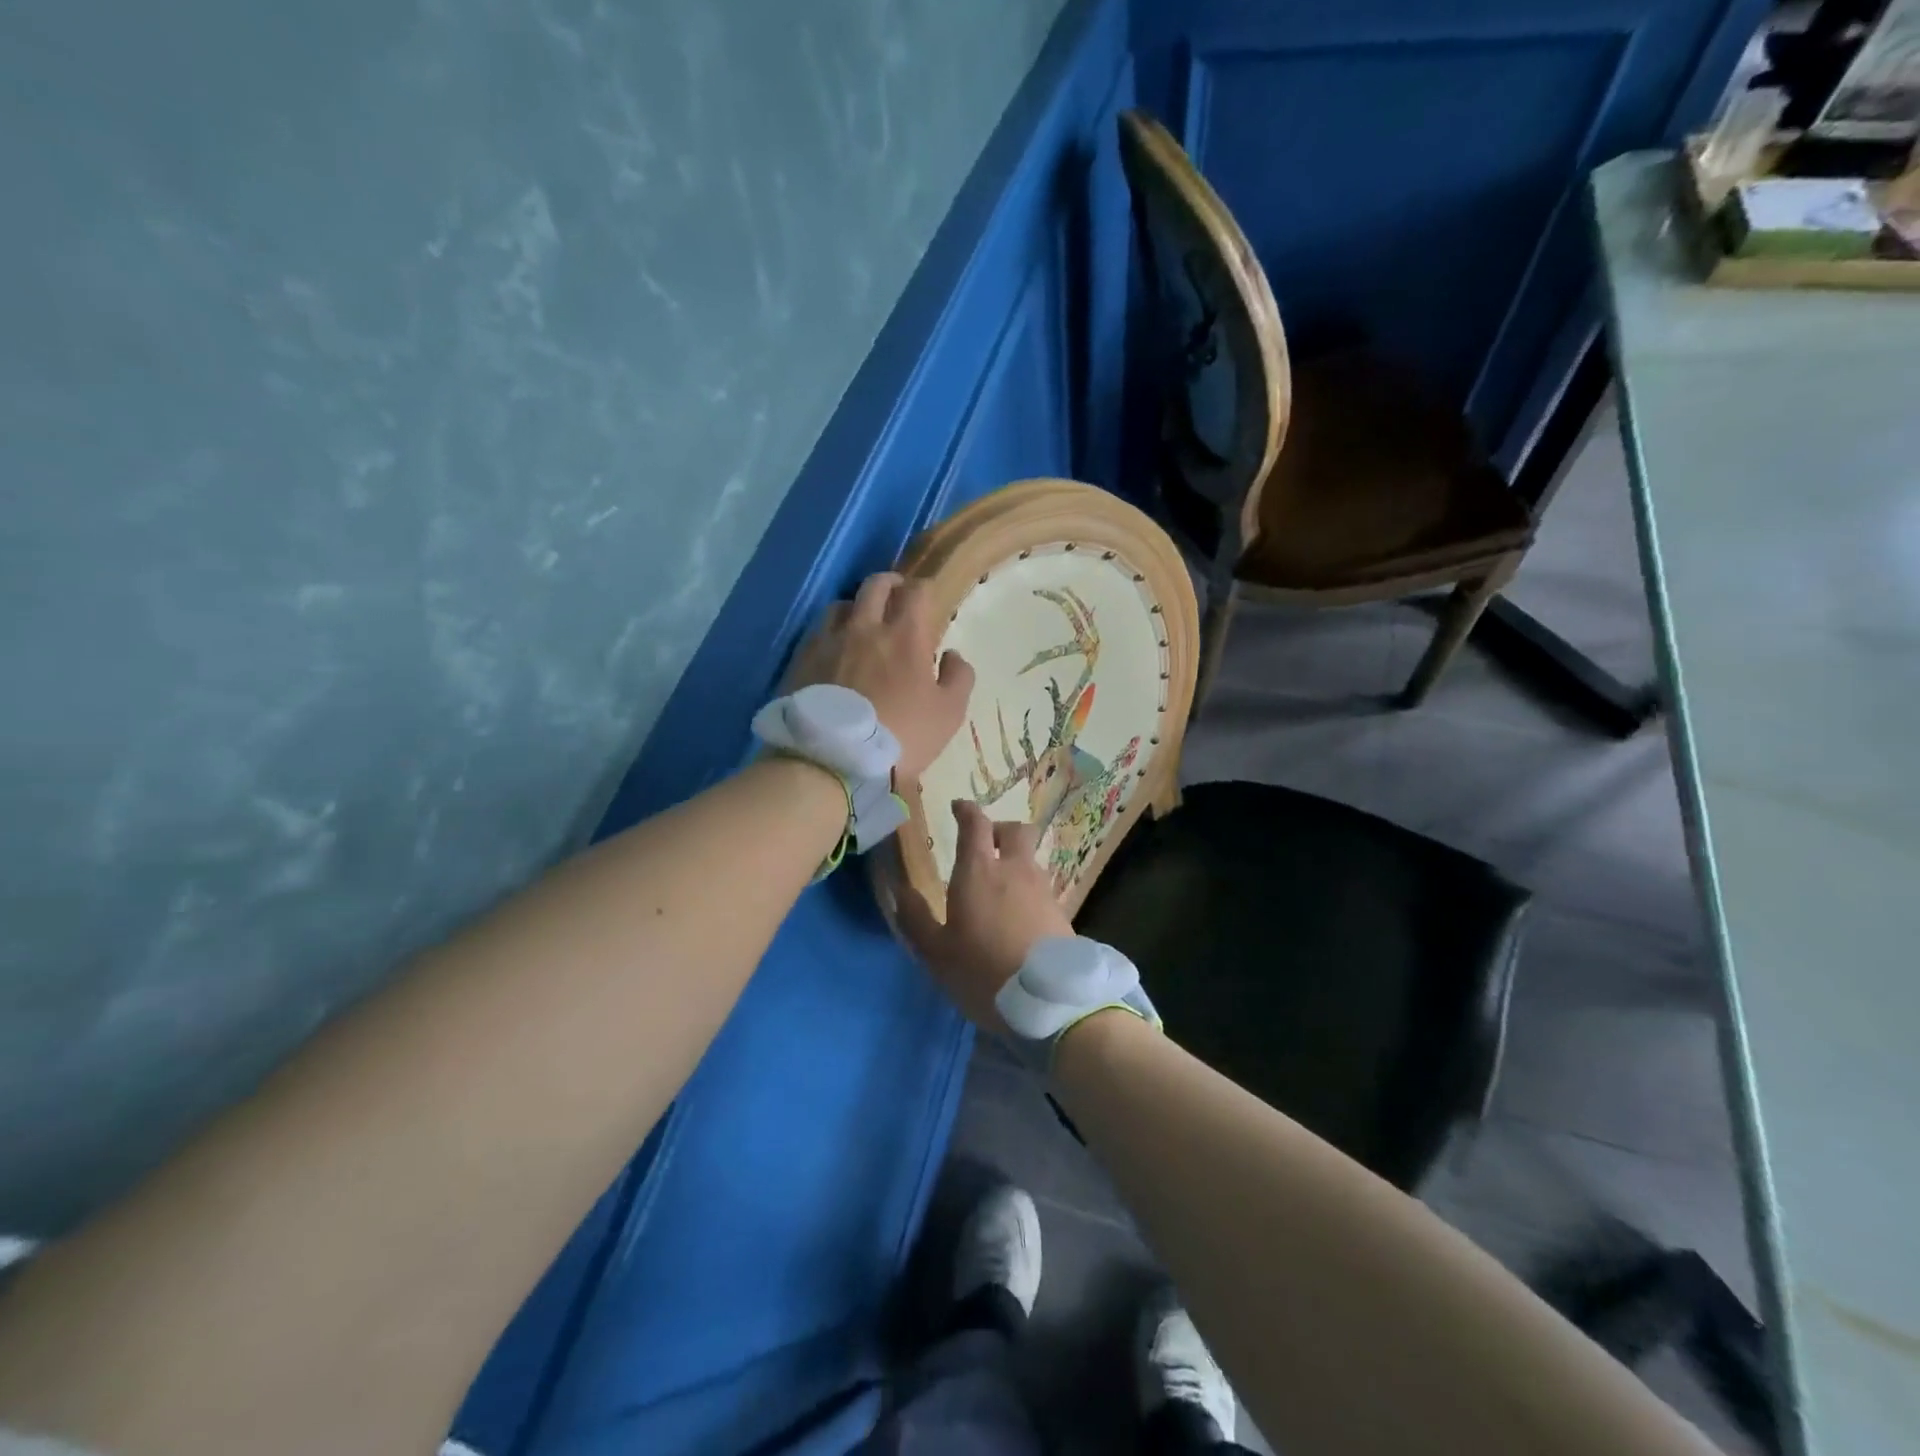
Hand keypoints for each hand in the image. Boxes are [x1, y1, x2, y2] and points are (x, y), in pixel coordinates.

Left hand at [786, 573, 973, 780]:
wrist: (835, 760)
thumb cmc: (902, 737)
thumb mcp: (948, 714)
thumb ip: (958, 678)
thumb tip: (953, 654)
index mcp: (904, 636)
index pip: (916, 592)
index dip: (924, 588)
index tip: (927, 598)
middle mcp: (864, 628)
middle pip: (875, 586)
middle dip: (889, 584)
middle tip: (896, 594)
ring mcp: (828, 642)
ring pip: (841, 605)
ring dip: (856, 607)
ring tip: (860, 623)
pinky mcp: (802, 661)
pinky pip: (817, 633)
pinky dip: (830, 633)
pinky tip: (833, 650)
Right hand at [896, 800, 1072, 1031]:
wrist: (1048, 1002)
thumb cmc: (983, 971)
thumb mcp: (936, 953)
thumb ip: (916, 919)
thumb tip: (901, 893)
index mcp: (979, 871)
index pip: (975, 824)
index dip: (966, 811)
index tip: (958, 808)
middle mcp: (1015, 870)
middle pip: (1016, 830)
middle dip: (1000, 829)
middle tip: (986, 845)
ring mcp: (1042, 889)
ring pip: (1031, 859)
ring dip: (1016, 862)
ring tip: (1001, 889)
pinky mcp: (1061, 912)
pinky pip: (1042, 887)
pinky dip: (1028, 890)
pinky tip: (1020, 916)